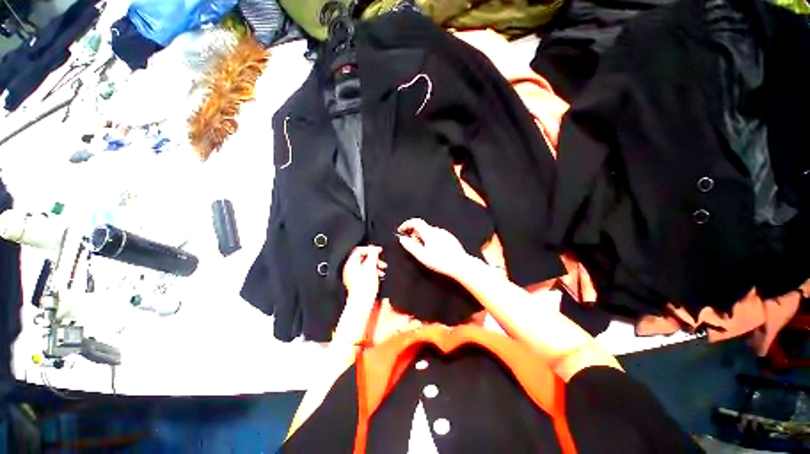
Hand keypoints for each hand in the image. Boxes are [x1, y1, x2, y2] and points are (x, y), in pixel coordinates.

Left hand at [342, 245, 385, 299]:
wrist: (362, 302)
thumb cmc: (365, 286)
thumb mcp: (372, 266)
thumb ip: (373, 255)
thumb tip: (374, 249)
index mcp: (351, 262)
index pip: (360, 249)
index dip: (370, 248)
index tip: (378, 250)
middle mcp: (349, 268)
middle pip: (362, 257)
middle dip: (374, 258)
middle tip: (381, 261)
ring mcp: (351, 275)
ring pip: (364, 265)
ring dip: (375, 265)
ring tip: (382, 269)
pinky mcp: (355, 281)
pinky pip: (364, 271)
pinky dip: (372, 271)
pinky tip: (379, 275)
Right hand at [397, 218, 473, 278]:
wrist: (461, 266)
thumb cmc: (441, 262)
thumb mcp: (422, 256)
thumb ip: (411, 246)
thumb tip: (402, 239)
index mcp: (429, 233)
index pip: (416, 222)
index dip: (407, 224)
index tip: (401, 230)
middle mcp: (438, 230)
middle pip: (422, 227)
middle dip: (414, 232)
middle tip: (410, 242)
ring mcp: (445, 234)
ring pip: (430, 231)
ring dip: (422, 236)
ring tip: (420, 247)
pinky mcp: (451, 239)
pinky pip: (437, 235)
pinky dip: (431, 238)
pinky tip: (432, 249)